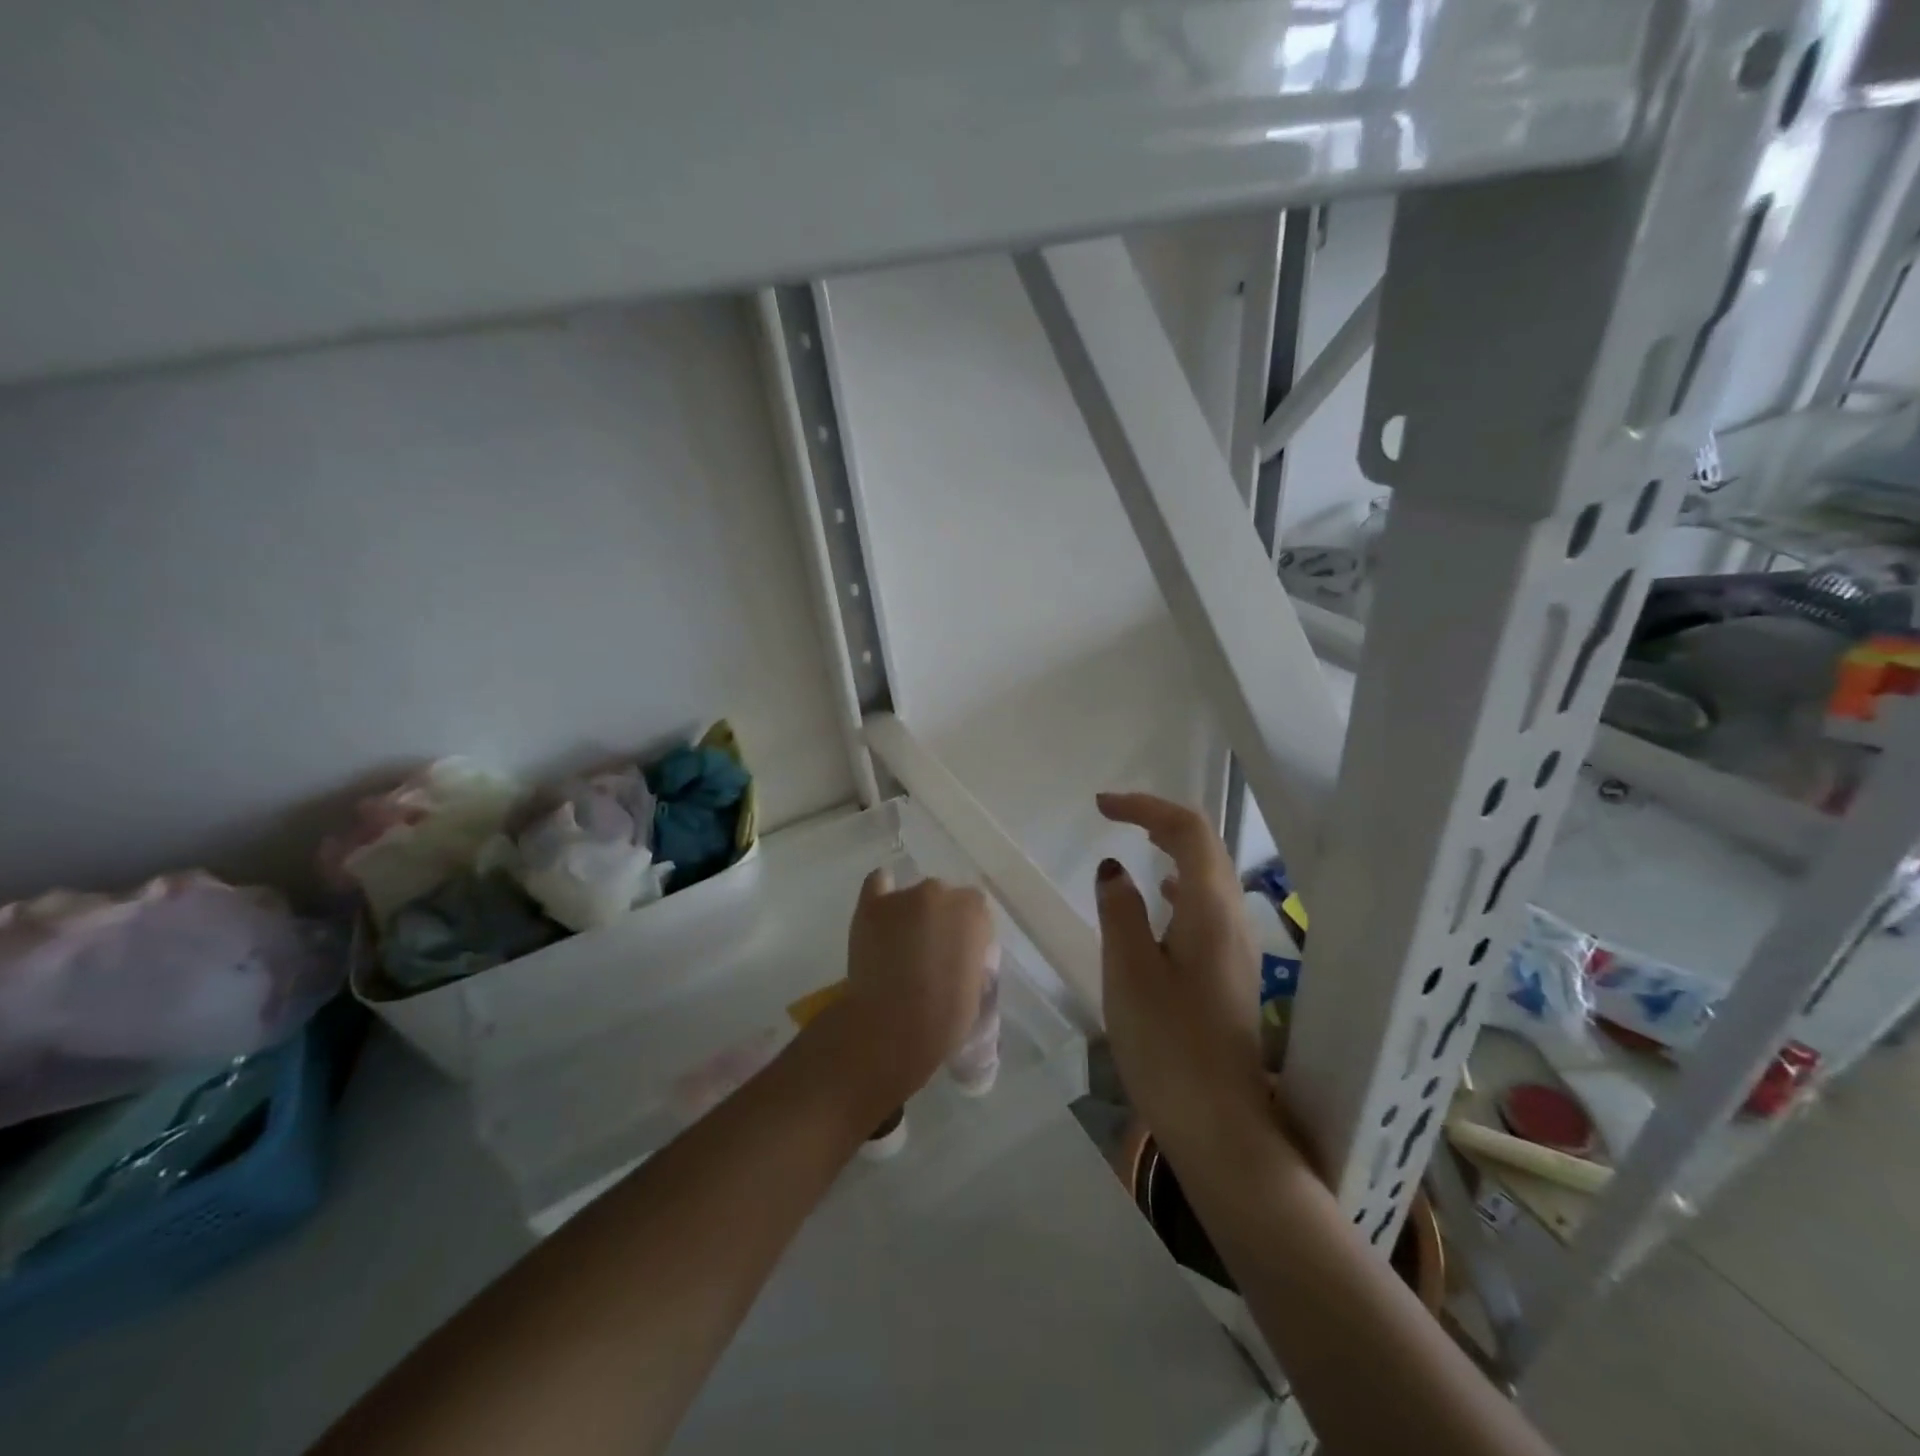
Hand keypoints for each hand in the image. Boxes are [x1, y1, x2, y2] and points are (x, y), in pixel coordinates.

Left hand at [819, 868, 994, 1116]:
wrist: (893, 1028)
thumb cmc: (945, 1017)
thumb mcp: (978, 988)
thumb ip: (973, 959)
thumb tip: (964, 955)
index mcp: (973, 912)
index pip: (976, 910)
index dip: (967, 934)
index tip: (959, 956)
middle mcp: (940, 893)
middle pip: (944, 899)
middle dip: (940, 921)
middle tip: (931, 953)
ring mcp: (903, 896)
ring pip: (913, 896)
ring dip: (912, 913)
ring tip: (901, 944)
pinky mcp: (871, 906)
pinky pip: (878, 883)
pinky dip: (883, 891)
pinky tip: (883, 907)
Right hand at [1093, 793, 1268, 1157]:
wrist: (1222, 1129)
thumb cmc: (1168, 1046)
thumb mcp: (1128, 972)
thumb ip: (1120, 911)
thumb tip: (1114, 868)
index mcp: (1210, 909)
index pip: (1187, 830)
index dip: (1145, 807)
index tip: (1101, 807)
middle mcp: (1234, 918)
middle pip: (1206, 845)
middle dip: (1160, 820)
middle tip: (1115, 815)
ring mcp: (1239, 947)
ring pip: (1210, 875)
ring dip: (1173, 849)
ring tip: (1135, 843)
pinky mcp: (1232, 973)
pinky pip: (1208, 906)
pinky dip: (1181, 884)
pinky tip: (1162, 899)